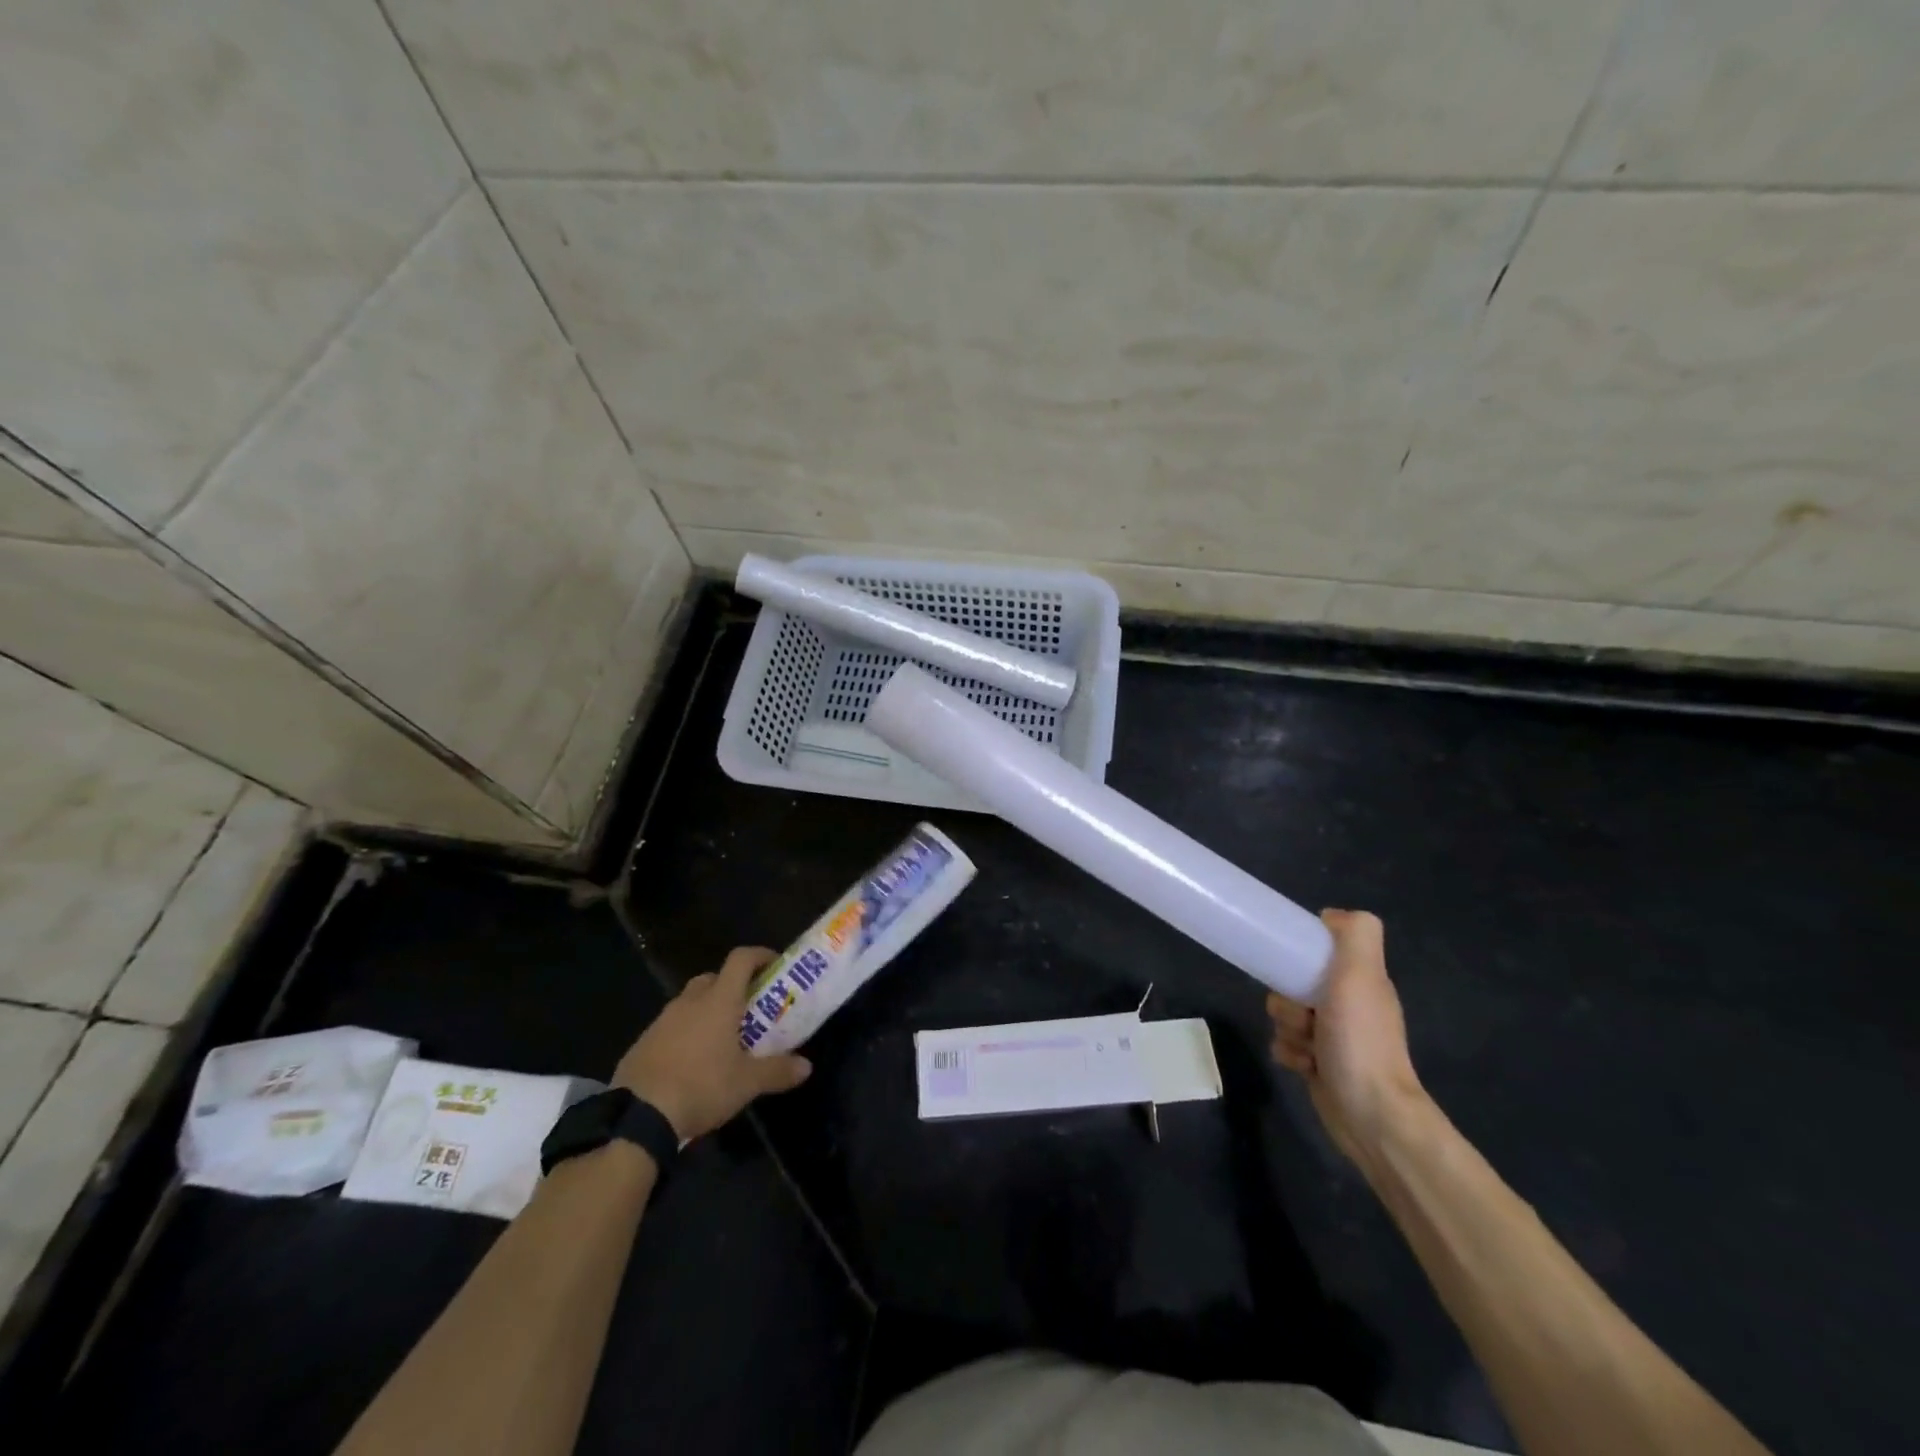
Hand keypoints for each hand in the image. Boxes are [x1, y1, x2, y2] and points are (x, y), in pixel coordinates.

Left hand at [614, 947, 811, 1140]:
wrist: (637, 1117)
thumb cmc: (701, 1087)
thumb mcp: (747, 1084)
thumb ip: (778, 1071)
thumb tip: (807, 1066)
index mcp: (719, 1001)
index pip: (741, 959)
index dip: (760, 956)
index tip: (775, 966)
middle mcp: (690, 1002)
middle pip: (714, 978)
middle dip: (733, 986)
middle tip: (749, 1009)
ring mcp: (662, 1020)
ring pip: (690, 1002)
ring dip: (707, 1011)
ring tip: (722, 1040)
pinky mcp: (642, 1042)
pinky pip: (671, 1026)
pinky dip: (685, 1033)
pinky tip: (691, 1062)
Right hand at [1267, 909, 1426, 1164]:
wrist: (1371, 1114)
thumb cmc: (1361, 1041)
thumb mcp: (1361, 976)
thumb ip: (1355, 935)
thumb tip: (1329, 915)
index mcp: (1361, 981)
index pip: (1319, 950)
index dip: (1301, 954)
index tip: (1292, 964)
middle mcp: (1348, 1005)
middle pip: (1293, 984)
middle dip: (1288, 1001)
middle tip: (1305, 1016)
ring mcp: (1334, 1037)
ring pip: (1285, 1015)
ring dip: (1288, 1030)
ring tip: (1308, 1048)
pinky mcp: (1320, 1065)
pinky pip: (1284, 1045)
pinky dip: (1289, 1054)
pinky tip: (1305, 1068)